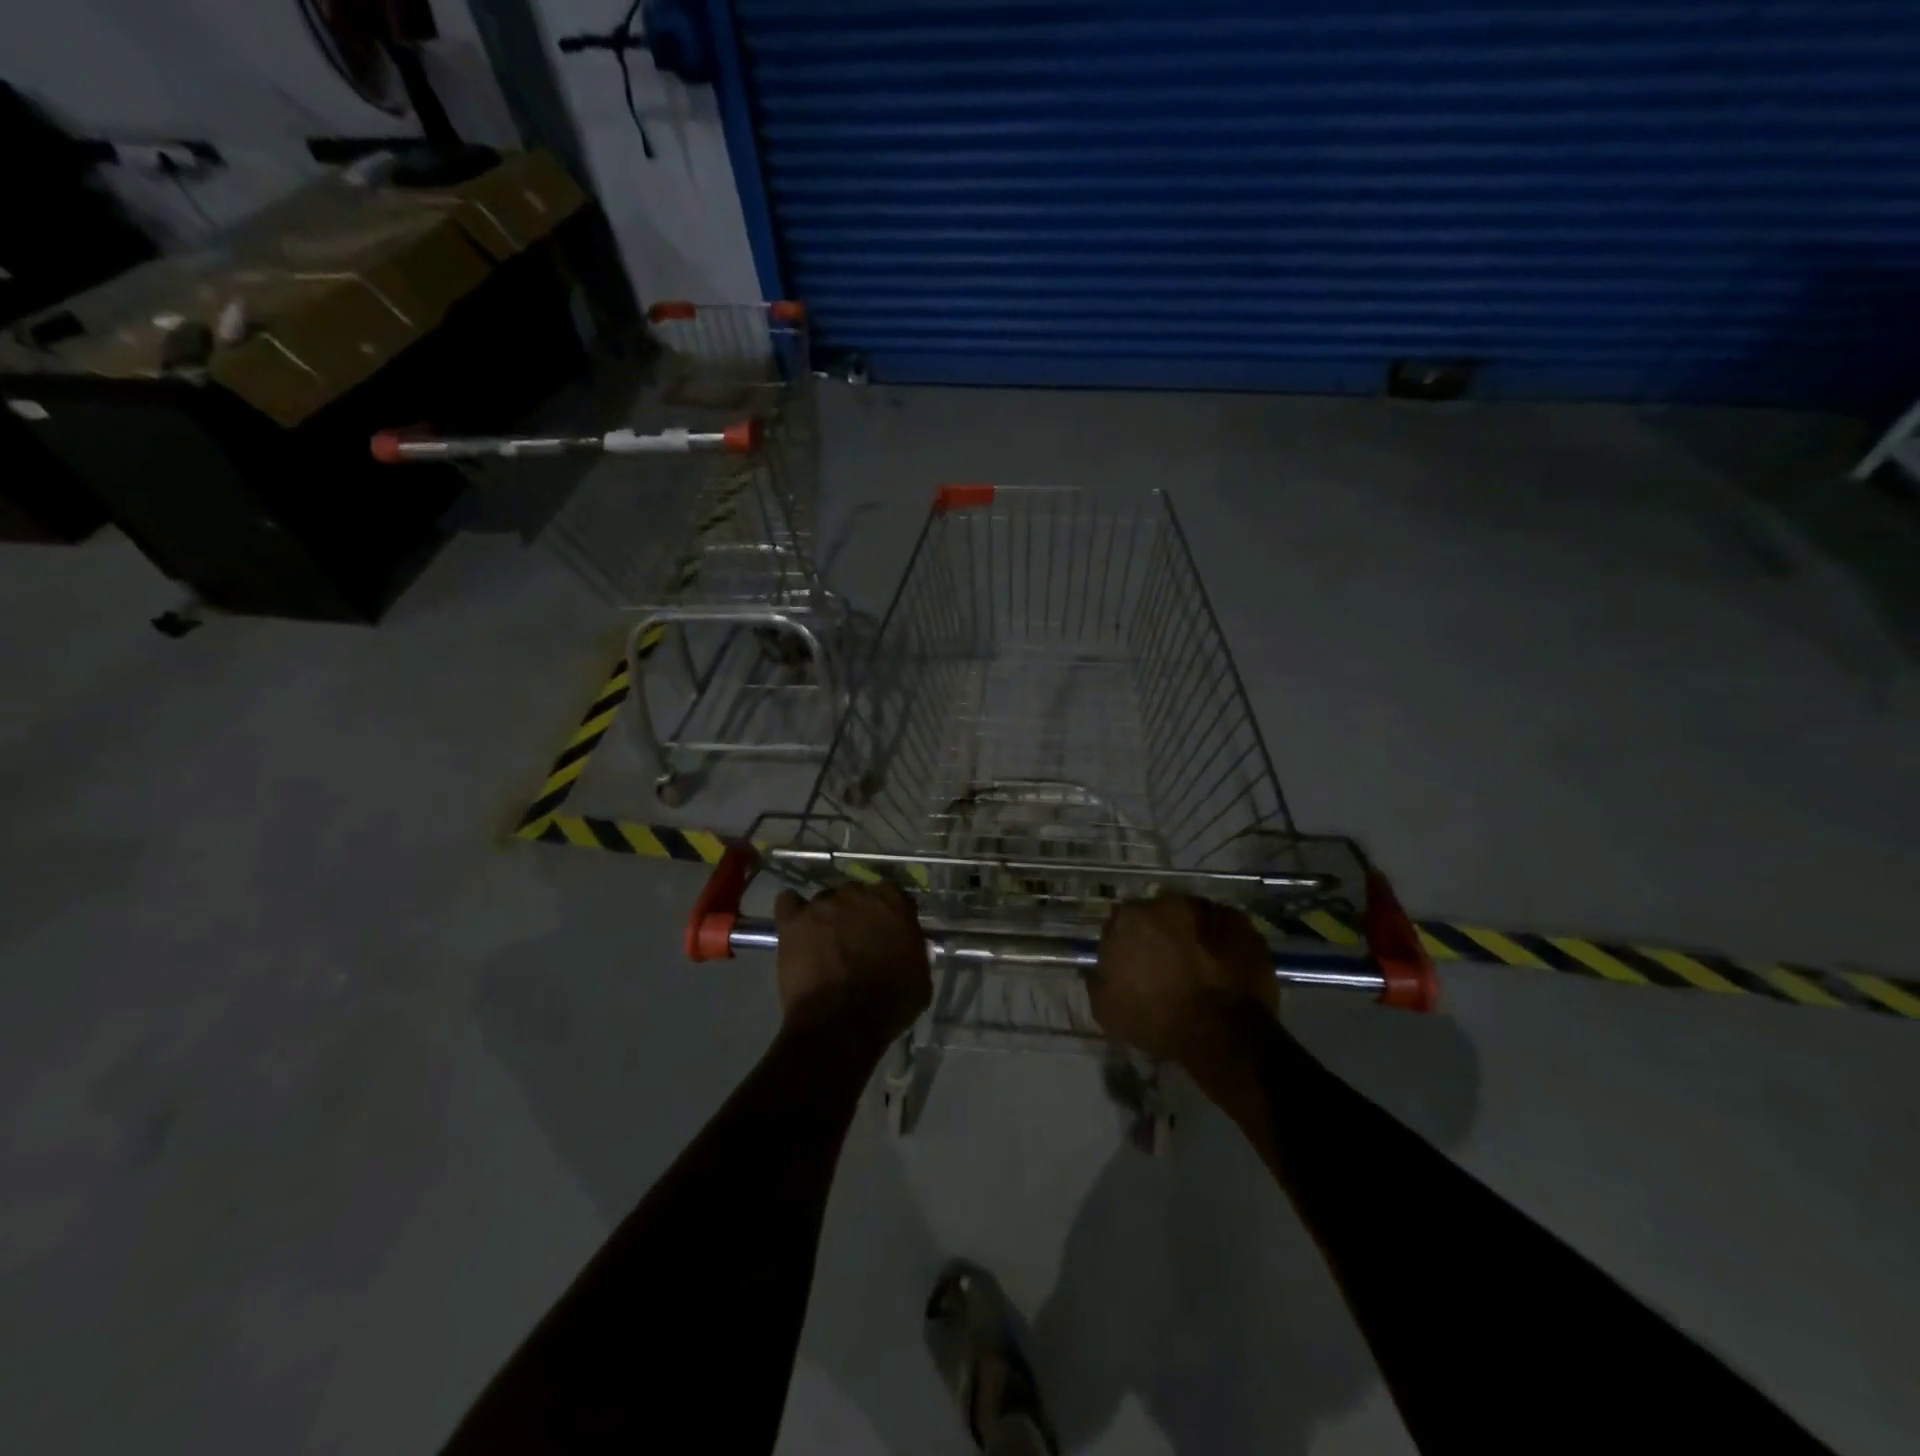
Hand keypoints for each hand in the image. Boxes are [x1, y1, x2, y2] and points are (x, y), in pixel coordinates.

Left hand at [773, 882, 931, 1045]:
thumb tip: (905, 945)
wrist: (842, 1024)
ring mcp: (822, 905)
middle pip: (856, 893)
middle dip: (856, 911)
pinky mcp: (792, 922)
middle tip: (855, 938)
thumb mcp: (921, 978)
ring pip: (825, 899)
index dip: (889, 914)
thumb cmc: (889, 1005)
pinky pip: (788, 902)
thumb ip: (913, 950)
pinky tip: (796, 926)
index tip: (887, 931)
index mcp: (893, 903)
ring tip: (824, 941)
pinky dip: (792, 910)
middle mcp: (857, 894)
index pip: (893, 895)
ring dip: (826, 916)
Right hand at [1089, 893, 1277, 1063]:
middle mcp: (1167, 903)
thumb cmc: (1158, 1020)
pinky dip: (1220, 942)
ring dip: (1191, 935)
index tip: (1132, 965)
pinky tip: (1222, 967)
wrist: (1223, 1033)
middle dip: (1160, 934)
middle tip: (1166, 965)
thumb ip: (1097, 980)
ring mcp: (1207, 909)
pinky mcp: (1240, 922)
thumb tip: (1099, 970)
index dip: (1126, 944)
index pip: (1120, 922)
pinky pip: (1224, 927)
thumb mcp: (1107, 1010)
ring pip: (1192, 917)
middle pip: (1158, 914)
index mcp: (1130, 918)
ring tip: (1199, 967)